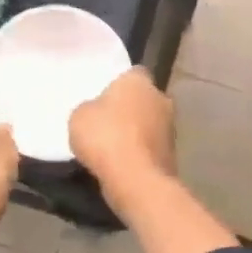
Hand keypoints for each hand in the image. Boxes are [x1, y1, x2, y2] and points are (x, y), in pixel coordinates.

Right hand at [69, 68, 174, 189]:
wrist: (135, 179)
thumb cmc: (105, 136)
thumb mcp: (79, 116)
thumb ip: (90, 108)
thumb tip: (97, 112)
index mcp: (139, 81)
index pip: (131, 73)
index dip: (118, 84)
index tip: (104, 96)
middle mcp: (161, 98)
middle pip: (144, 99)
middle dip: (130, 108)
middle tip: (108, 121)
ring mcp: (171, 128)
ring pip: (150, 124)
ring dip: (137, 133)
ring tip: (113, 147)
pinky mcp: (173, 155)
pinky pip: (151, 148)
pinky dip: (141, 154)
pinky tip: (123, 165)